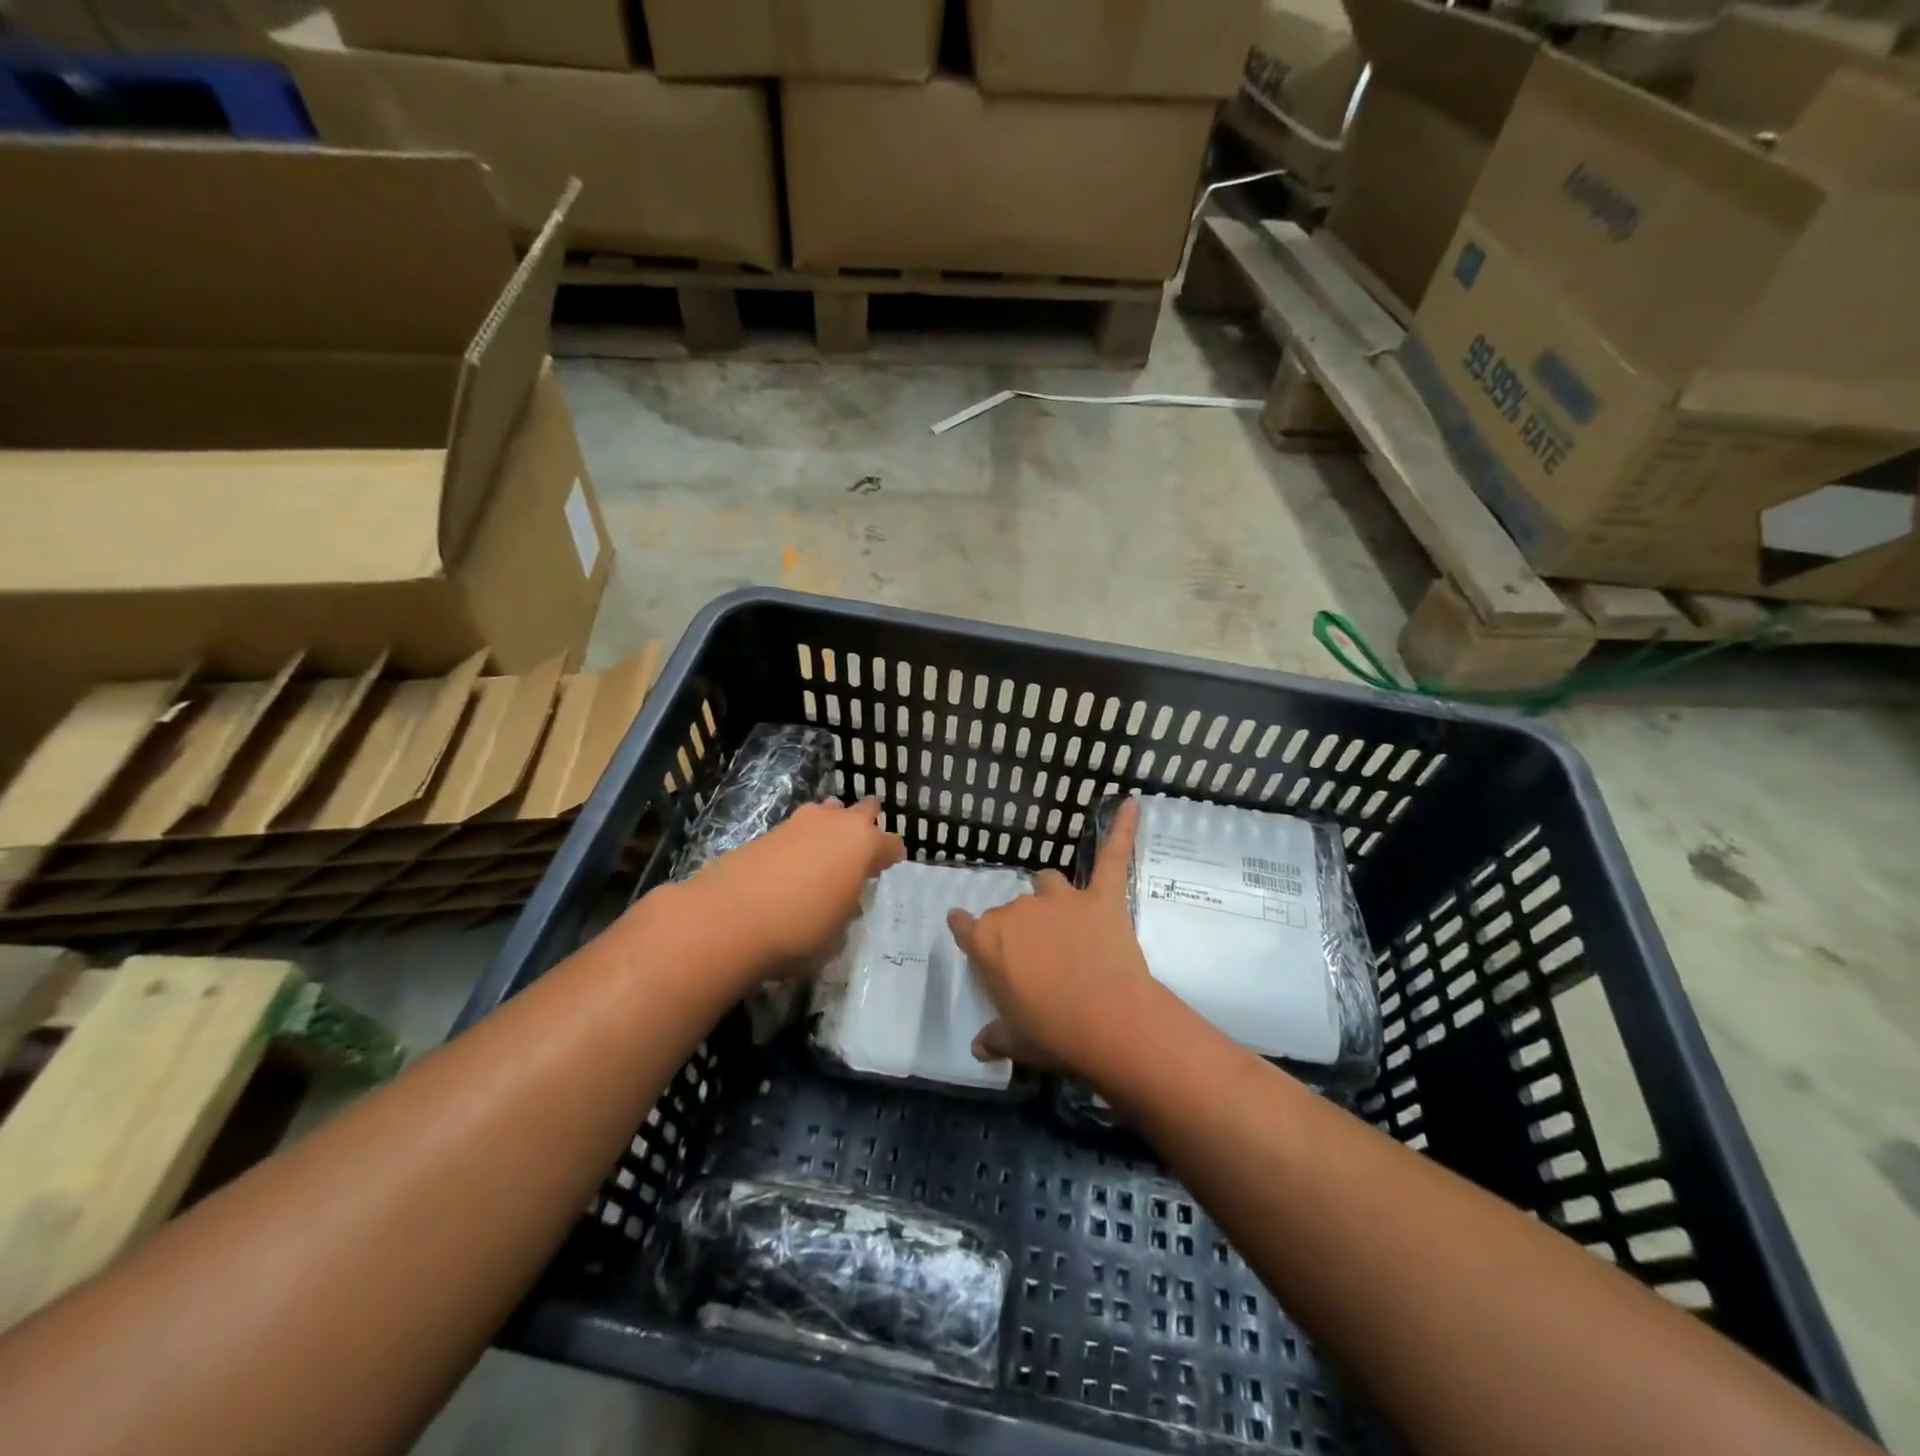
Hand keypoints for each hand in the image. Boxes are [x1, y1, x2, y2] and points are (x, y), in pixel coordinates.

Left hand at [681, 798, 903, 978]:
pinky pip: (798, 828)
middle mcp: (836, 824)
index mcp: (864, 846)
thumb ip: (846, 909)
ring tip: (826, 850)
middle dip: (866, 824)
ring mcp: (800, 823)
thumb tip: (840, 899)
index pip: (891, 844)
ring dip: (831, 825)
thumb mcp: (837, 933)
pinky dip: (801, 841)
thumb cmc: (799, 930)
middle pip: (863, 811)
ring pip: (827, 811)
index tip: (888, 867)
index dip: (892, 857)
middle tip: (863, 845)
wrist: (728, 919)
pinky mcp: (768, 831)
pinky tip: (794, 863)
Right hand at [947, 798, 1157, 1077]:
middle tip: (1036, 960)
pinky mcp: (1101, 898)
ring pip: (1047, 881)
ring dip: (1051, 896)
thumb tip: (978, 1048)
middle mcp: (1018, 912)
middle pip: (1010, 911)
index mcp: (988, 941)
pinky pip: (1112, 856)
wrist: (1106, 1022)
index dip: (966, 931)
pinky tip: (1128, 803)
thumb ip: (995, 1038)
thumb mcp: (1015, 1041)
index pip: (965, 927)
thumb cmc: (1051, 1034)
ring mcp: (1061, 900)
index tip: (964, 929)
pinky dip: (1121, 829)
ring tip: (1064, 917)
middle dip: (1019, 930)